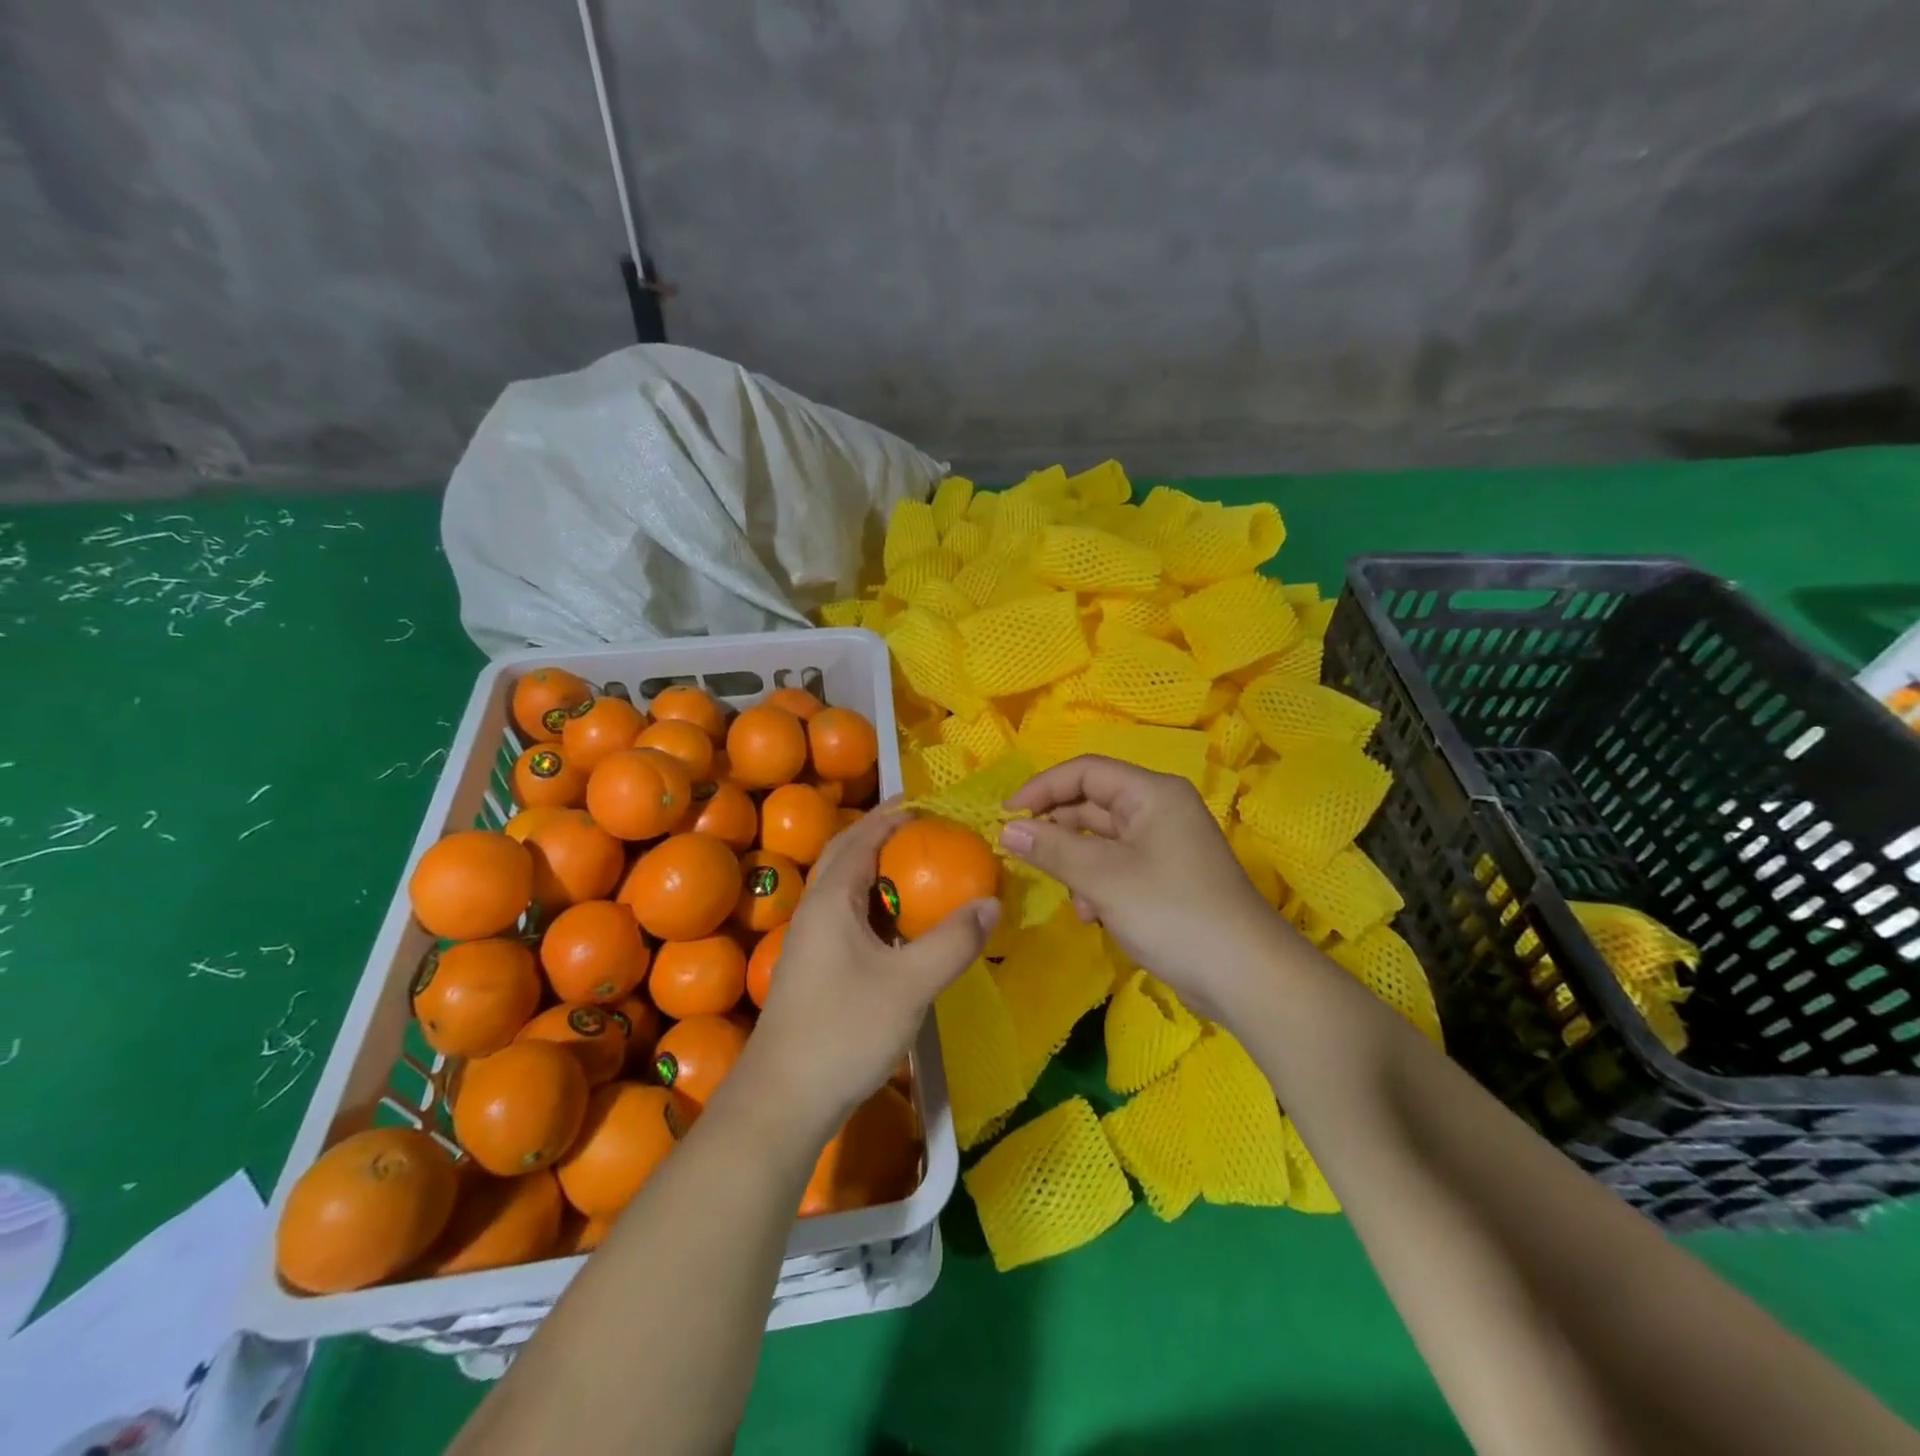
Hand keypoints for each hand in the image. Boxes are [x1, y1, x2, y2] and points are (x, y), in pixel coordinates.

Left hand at [737, 804, 998, 1141]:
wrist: (783, 1099)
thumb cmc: (844, 1031)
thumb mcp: (910, 984)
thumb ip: (953, 941)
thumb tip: (991, 902)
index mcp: (831, 899)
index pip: (862, 837)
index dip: (894, 816)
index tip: (929, 804)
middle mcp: (815, 910)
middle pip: (848, 855)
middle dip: (884, 835)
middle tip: (927, 829)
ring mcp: (810, 940)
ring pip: (846, 888)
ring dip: (879, 869)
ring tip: (920, 869)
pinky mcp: (814, 968)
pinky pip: (847, 916)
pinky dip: (875, 904)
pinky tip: (900, 926)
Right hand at [1001, 756, 1282, 1020]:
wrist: (1246, 977)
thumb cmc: (1172, 913)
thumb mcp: (1104, 878)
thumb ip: (1052, 849)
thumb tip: (1008, 830)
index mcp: (1152, 794)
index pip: (1085, 771)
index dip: (1042, 788)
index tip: (1006, 815)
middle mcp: (1160, 810)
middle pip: (1093, 804)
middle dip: (1058, 831)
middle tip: (1023, 855)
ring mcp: (1166, 845)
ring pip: (1102, 840)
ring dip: (1077, 865)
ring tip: (1073, 898)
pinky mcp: (1167, 878)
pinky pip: (1118, 867)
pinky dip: (1099, 885)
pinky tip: (1094, 916)